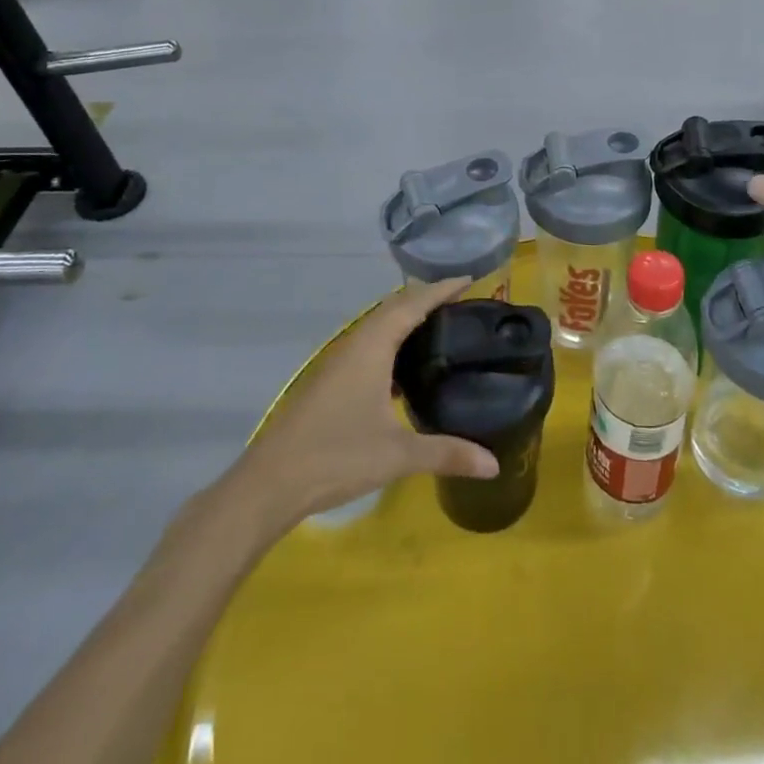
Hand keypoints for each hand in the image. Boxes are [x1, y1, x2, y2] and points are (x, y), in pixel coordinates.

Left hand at [229, 277, 499, 528]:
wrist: (270, 483)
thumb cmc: (335, 457)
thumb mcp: (397, 456)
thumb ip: (447, 454)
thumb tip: (494, 464)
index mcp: (372, 346)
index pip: (413, 303)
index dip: (442, 289)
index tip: (470, 279)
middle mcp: (355, 344)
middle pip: (395, 306)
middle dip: (427, 298)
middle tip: (462, 302)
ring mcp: (338, 361)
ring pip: (378, 324)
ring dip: (407, 317)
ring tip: (440, 327)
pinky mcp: (330, 379)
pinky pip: (369, 343)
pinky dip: (392, 340)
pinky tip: (405, 368)